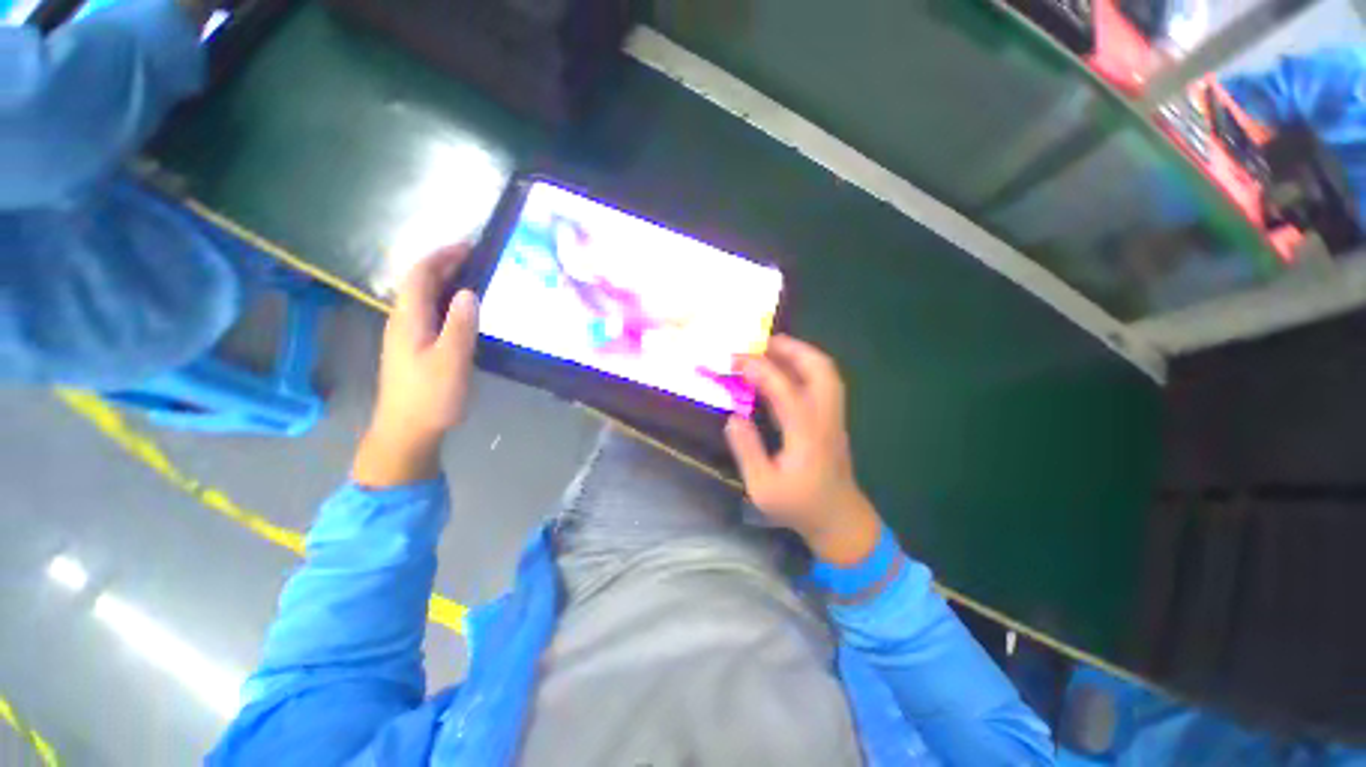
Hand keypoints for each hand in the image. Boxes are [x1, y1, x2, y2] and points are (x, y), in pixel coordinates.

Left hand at [352, 245, 479, 487]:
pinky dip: (447, 302)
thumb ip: (460, 325)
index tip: (469, 246)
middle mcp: (403, 321)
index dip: (441, 256)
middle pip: (419, 283)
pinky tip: (464, 311)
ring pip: (425, 298)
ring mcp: (406, 335)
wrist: (408, 430)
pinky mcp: (415, 348)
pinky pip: (430, 313)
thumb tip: (469, 292)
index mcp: (408, 319)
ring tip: (475, 279)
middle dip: (445, 265)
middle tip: (477, 259)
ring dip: (446, 282)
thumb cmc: (430, 395)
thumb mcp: (451, 359)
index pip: (420, 275)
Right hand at [725, 336, 881, 564]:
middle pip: (820, 369)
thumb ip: (747, 450)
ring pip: (826, 372)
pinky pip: (824, 381)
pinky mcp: (833, 419)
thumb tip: (734, 416)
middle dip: (791, 348)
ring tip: (773, 348)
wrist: (838, 518)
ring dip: (801, 353)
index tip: (735, 360)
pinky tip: (786, 369)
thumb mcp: (763, 487)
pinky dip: (806, 366)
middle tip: (762, 342)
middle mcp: (824, 417)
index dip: (759, 369)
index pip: (784, 389)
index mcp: (806, 433)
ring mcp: (833, 416)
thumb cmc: (798, 505)